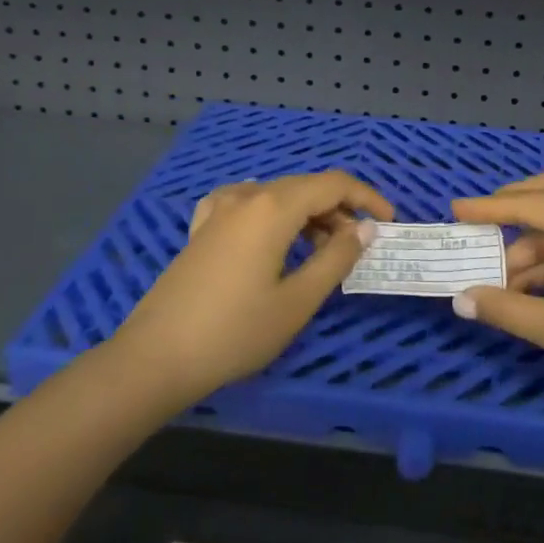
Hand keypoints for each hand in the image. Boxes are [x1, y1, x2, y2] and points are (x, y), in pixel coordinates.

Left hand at [111, 172, 393, 408]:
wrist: (155, 357)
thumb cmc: (235, 332)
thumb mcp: (297, 301)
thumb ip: (337, 258)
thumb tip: (365, 228)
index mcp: (274, 207)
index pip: (333, 184)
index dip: (367, 198)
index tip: (388, 222)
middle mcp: (247, 196)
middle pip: (305, 187)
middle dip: (338, 210)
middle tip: (356, 247)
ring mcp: (219, 210)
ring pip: (276, 196)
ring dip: (306, 215)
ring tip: (320, 250)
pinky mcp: (202, 229)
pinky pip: (245, 204)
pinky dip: (270, 214)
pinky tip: (268, 233)